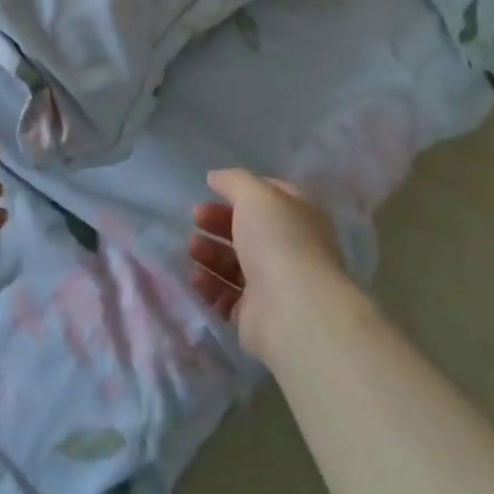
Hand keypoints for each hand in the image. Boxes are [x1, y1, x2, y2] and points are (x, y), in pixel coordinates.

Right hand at [188, 169, 346, 364]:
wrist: (293, 312)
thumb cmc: (278, 242)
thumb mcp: (255, 195)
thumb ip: (233, 181)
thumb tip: (215, 177)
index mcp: (299, 218)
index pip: (271, 197)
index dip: (242, 191)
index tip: (213, 190)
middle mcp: (289, 249)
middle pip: (247, 231)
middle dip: (218, 222)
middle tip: (196, 219)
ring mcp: (273, 284)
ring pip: (234, 264)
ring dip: (210, 253)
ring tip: (193, 249)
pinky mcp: (256, 315)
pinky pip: (226, 296)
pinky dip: (209, 285)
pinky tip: (197, 277)